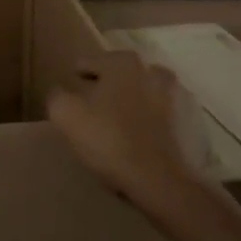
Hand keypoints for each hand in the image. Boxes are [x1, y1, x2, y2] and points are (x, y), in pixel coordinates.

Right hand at [48, 51, 205, 226]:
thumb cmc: (108, 138)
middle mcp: (149, 70)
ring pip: (139, 91)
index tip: (70, 91)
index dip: (77, 76)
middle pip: (118, 73)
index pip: (90, 62)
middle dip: (104, 84)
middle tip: (89, 104)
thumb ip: (57, 96)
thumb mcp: (66, 114)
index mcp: (122, 63)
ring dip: (126, 100)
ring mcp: (170, 96)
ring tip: (111, 119)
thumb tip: (60, 91)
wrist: (156, 178)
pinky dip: (143, 118)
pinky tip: (131, 134)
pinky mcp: (183, 122)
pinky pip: (154, 112)